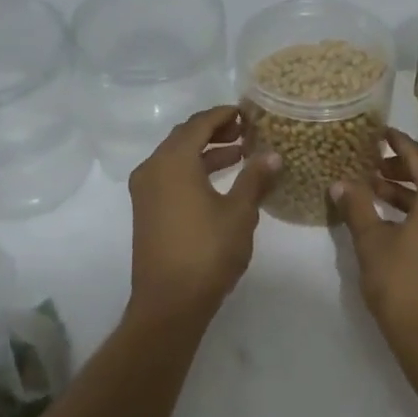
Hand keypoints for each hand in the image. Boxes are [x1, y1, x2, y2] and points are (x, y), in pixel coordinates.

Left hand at [127, 106, 279, 325]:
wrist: (169, 303)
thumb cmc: (207, 251)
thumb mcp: (239, 212)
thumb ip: (255, 178)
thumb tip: (272, 155)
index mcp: (173, 161)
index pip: (198, 123)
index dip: (223, 114)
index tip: (246, 112)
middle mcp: (153, 168)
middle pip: (184, 136)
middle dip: (214, 131)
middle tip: (245, 131)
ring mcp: (145, 191)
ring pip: (176, 157)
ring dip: (205, 151)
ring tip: (239, 154)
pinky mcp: (146, 210)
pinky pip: (170, 175)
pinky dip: (193, 170)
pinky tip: (219, 181)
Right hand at [331, 129, 417, 353]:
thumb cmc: (404, 286)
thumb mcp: (372, 243)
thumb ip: (357, 206)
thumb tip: (339, 183)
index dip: (397, 142)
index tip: (379, 132)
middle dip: (401, 168)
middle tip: (371, 164)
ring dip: (410, 192)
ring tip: (376, 191)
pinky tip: (397, 219)